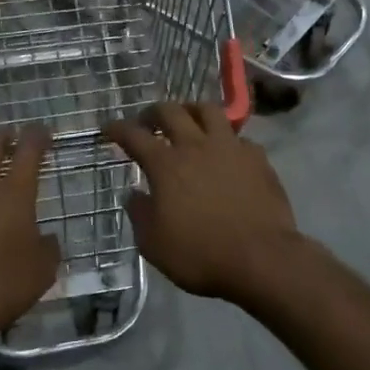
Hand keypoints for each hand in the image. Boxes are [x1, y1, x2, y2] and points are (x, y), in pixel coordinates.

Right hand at [104, 102, 301, 303]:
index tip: (108, 128)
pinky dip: (226, 140)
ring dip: (192, 111)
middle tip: (147, 122)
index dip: (117, 128)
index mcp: (166, 165)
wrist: (262, 259)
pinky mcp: (257, 158)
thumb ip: (139, 214)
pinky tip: (225, 152)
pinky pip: (238, 138)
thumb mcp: (154, 244)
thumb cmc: (201, 254)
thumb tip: (134, 193)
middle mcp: (196, 146)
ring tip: (188, 120)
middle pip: (170, 112)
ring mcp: (230, 148)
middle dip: (153, 112)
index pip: (134, 135)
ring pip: (208, 111)